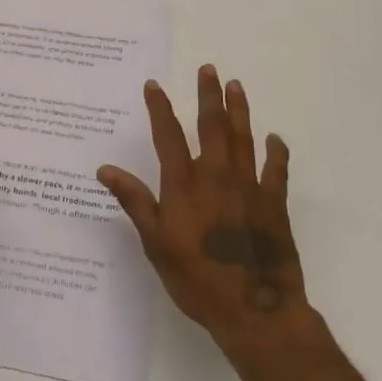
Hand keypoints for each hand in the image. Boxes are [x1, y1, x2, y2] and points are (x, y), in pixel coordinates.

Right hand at [98, 65, 312, 357]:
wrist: (255, 311)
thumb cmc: (198, 280)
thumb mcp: (156, 244)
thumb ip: (135, 202)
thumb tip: (105, 169)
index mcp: (185, 185)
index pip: (169, 136)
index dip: (160, 109)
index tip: (154, 85)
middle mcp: (217, 177)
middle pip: (212, 126)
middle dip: (207, 95)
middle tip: (208, 69)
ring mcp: (249, 188)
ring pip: (243, 139)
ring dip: (239, 110)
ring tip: (236, 85)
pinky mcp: (274, 205)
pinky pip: (277, 171)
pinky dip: (276, 153)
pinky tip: (275, 139)